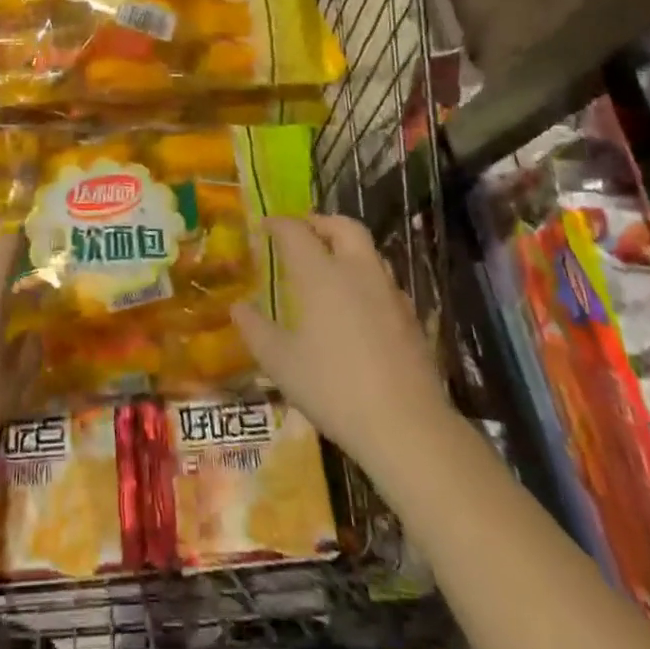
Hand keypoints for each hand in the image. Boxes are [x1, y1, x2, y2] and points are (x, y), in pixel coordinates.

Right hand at [230, 215, 454, 472]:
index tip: (264, 225)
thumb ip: (255, 330)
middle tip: (302, 232)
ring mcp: (389, 293)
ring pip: (369, 251)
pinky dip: (365, 277)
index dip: (278, 223)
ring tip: (329, 266)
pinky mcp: (411, 317)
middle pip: (344, 226)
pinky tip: (358, 304)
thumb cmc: (333, 388)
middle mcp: (357, 272)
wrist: (407, 426)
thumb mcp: (281, 363)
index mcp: (321, 274)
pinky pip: (384, 281)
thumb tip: (238, 307)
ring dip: (346, 247)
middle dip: (320, 223)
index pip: (296, 232)